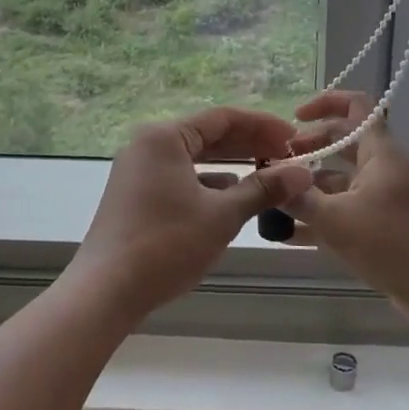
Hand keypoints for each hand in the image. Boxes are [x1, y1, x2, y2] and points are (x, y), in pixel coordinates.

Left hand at [69, 107, 313, 323]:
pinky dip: (208, 182)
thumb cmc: (166, 245)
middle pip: (207, 134)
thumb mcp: (222, 216)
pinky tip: (232, 196)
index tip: (293, 138)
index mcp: (165, 137)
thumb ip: (263, 189)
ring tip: (267, 174)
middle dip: (248, 144)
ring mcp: (138, 170)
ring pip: (194, 157)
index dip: (262, 125)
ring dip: (231, 164)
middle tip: (286, 156)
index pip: (223, 118)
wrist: (105, 291)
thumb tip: (303, 173)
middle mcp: (148, 144)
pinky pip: (180, 176)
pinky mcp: (135, 194)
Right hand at [285, 91, 408, 329]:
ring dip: (311, 186)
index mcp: (380, 153)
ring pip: (342, 181)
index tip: (295, 116)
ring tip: (275, 198)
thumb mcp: (338, 220)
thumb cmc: (392, 243)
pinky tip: (288, 235)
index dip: (326, 102)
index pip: (356, 106)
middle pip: (344, 142)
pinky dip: (321, 217)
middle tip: (277, 162)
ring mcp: (385, 198)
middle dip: (310, 147)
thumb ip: (301, 199)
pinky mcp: (383, 227)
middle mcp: (384, 169)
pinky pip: (346, 211)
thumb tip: (272, 183)